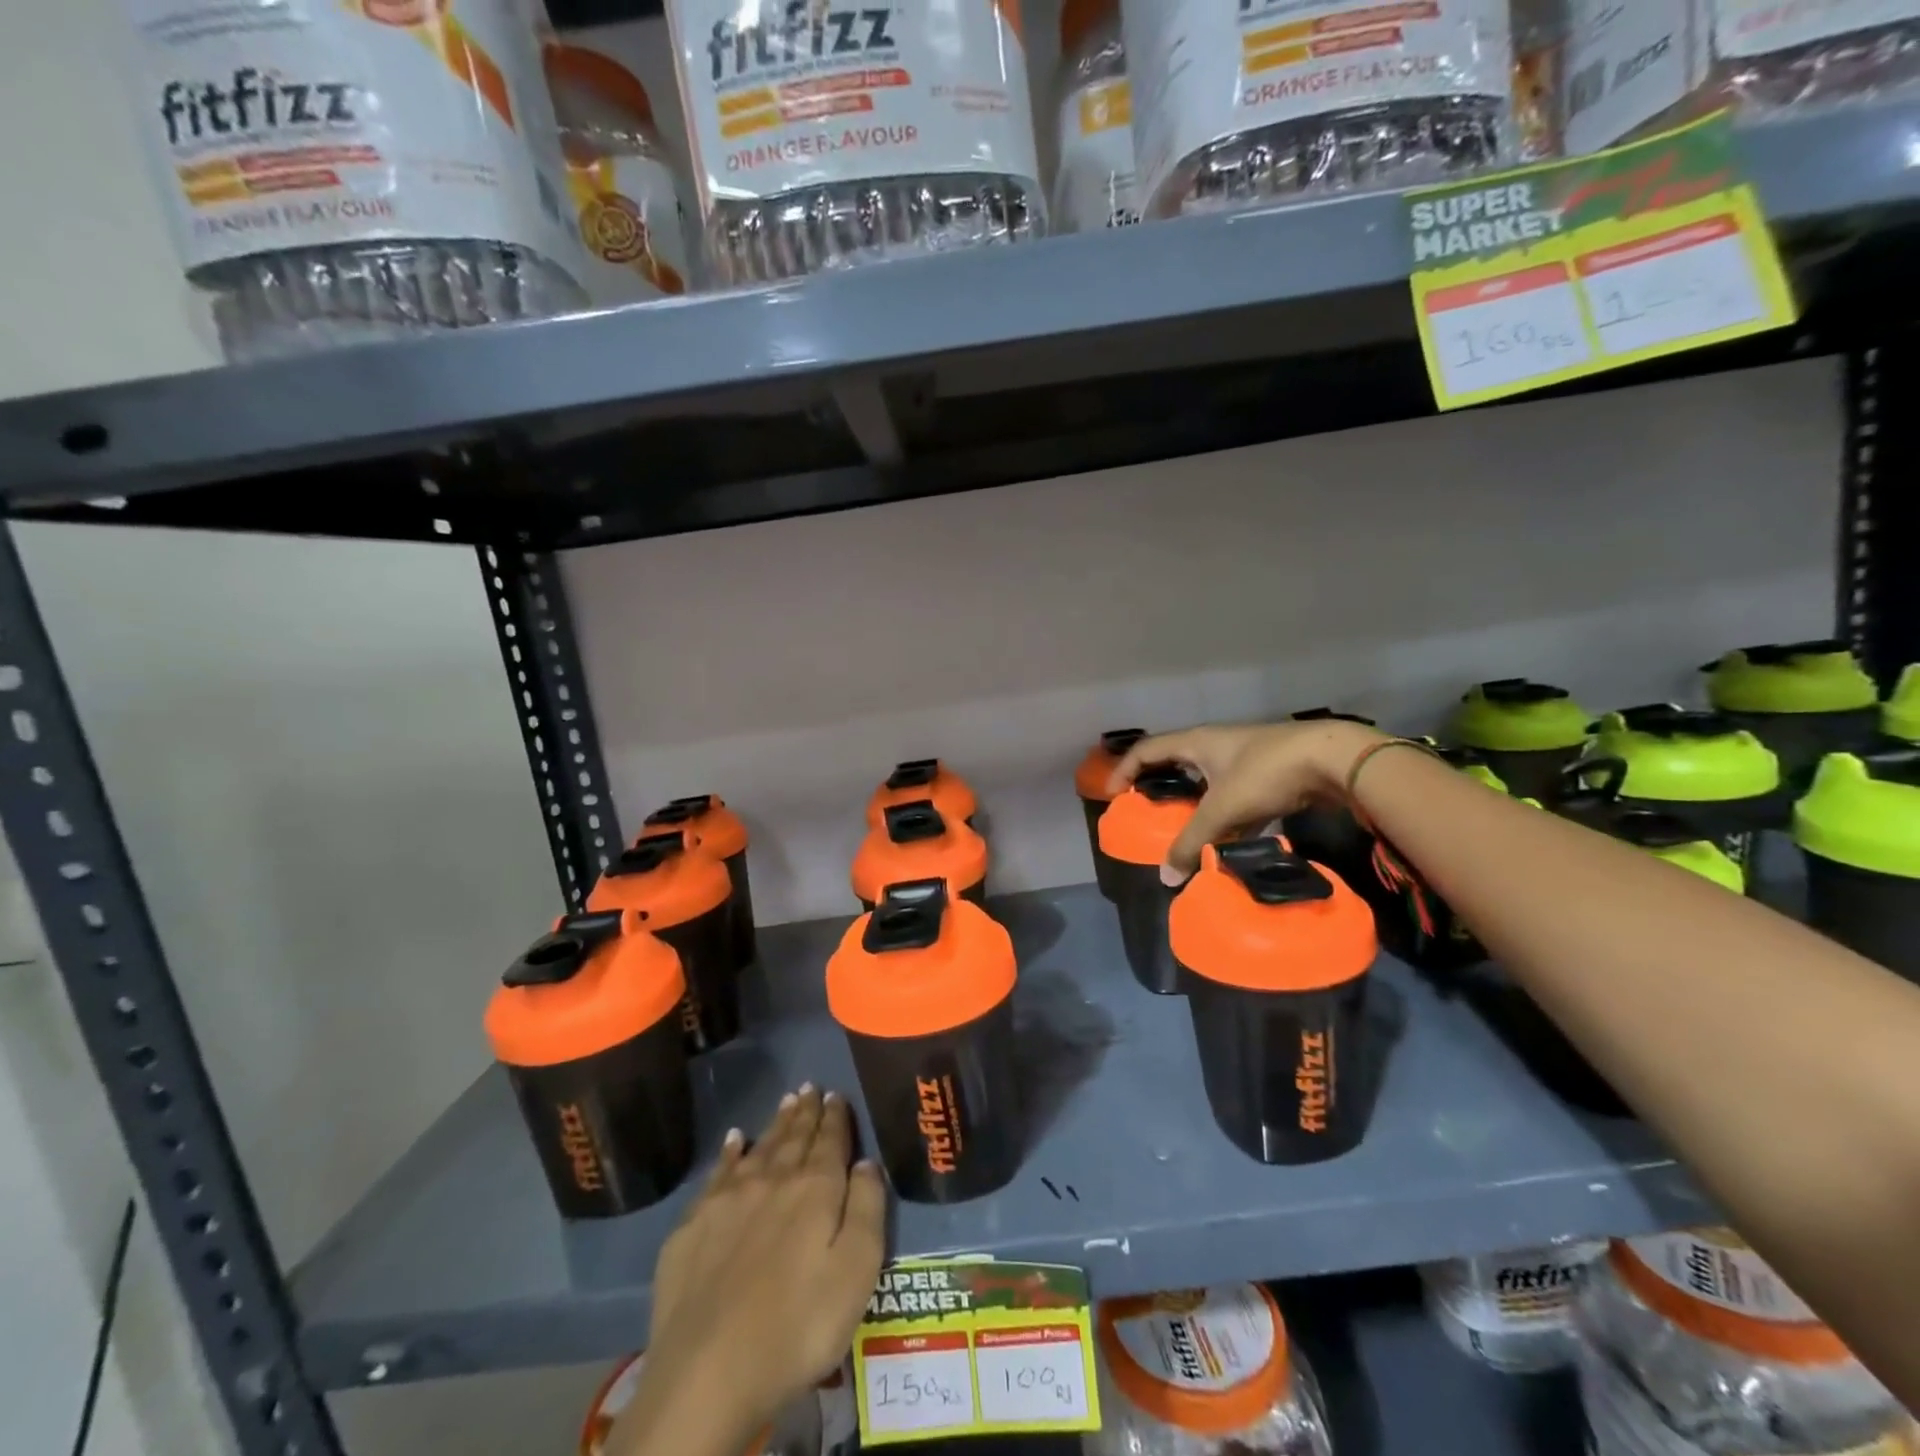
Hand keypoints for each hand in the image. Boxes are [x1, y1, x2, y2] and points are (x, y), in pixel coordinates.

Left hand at [608, 1088, 886, 1455]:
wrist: (707, 1373)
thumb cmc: (798, 1327)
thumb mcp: (856, 1272)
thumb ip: (867, 1209)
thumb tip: (866, 1162)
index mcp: (815, 1189)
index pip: (830, 1140)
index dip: (836, 1117)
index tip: (837, 1095)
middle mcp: (772, 1180)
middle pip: (794, 1137)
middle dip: (805, 1111)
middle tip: (810, 1087)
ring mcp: (727, 1200)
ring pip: (759, 1147)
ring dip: (775, 1124)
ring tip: (786, 1101)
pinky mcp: (693, 1225)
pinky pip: (718, 1172)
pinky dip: (730, 1151)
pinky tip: (734, 1140)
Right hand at [1109, 719, 1385, 874]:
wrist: (1334, 760)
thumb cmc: (1266, 774)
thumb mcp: (1223, 810)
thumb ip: (1193, 843)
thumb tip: (1166, 877)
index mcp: (1196, 743)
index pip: (1146, 751)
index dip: (1124, 770)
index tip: (1111, 795)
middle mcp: (1215, 745)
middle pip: (1174, 761)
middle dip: (1156, 784)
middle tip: (1143, 809)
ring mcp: (1244, 758)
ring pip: (1206, 779)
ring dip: (1191, 801)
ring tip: (1181, 827)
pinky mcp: (1269, 774)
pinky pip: (1232, 794)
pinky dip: (1222, 814)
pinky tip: (1225, 836)